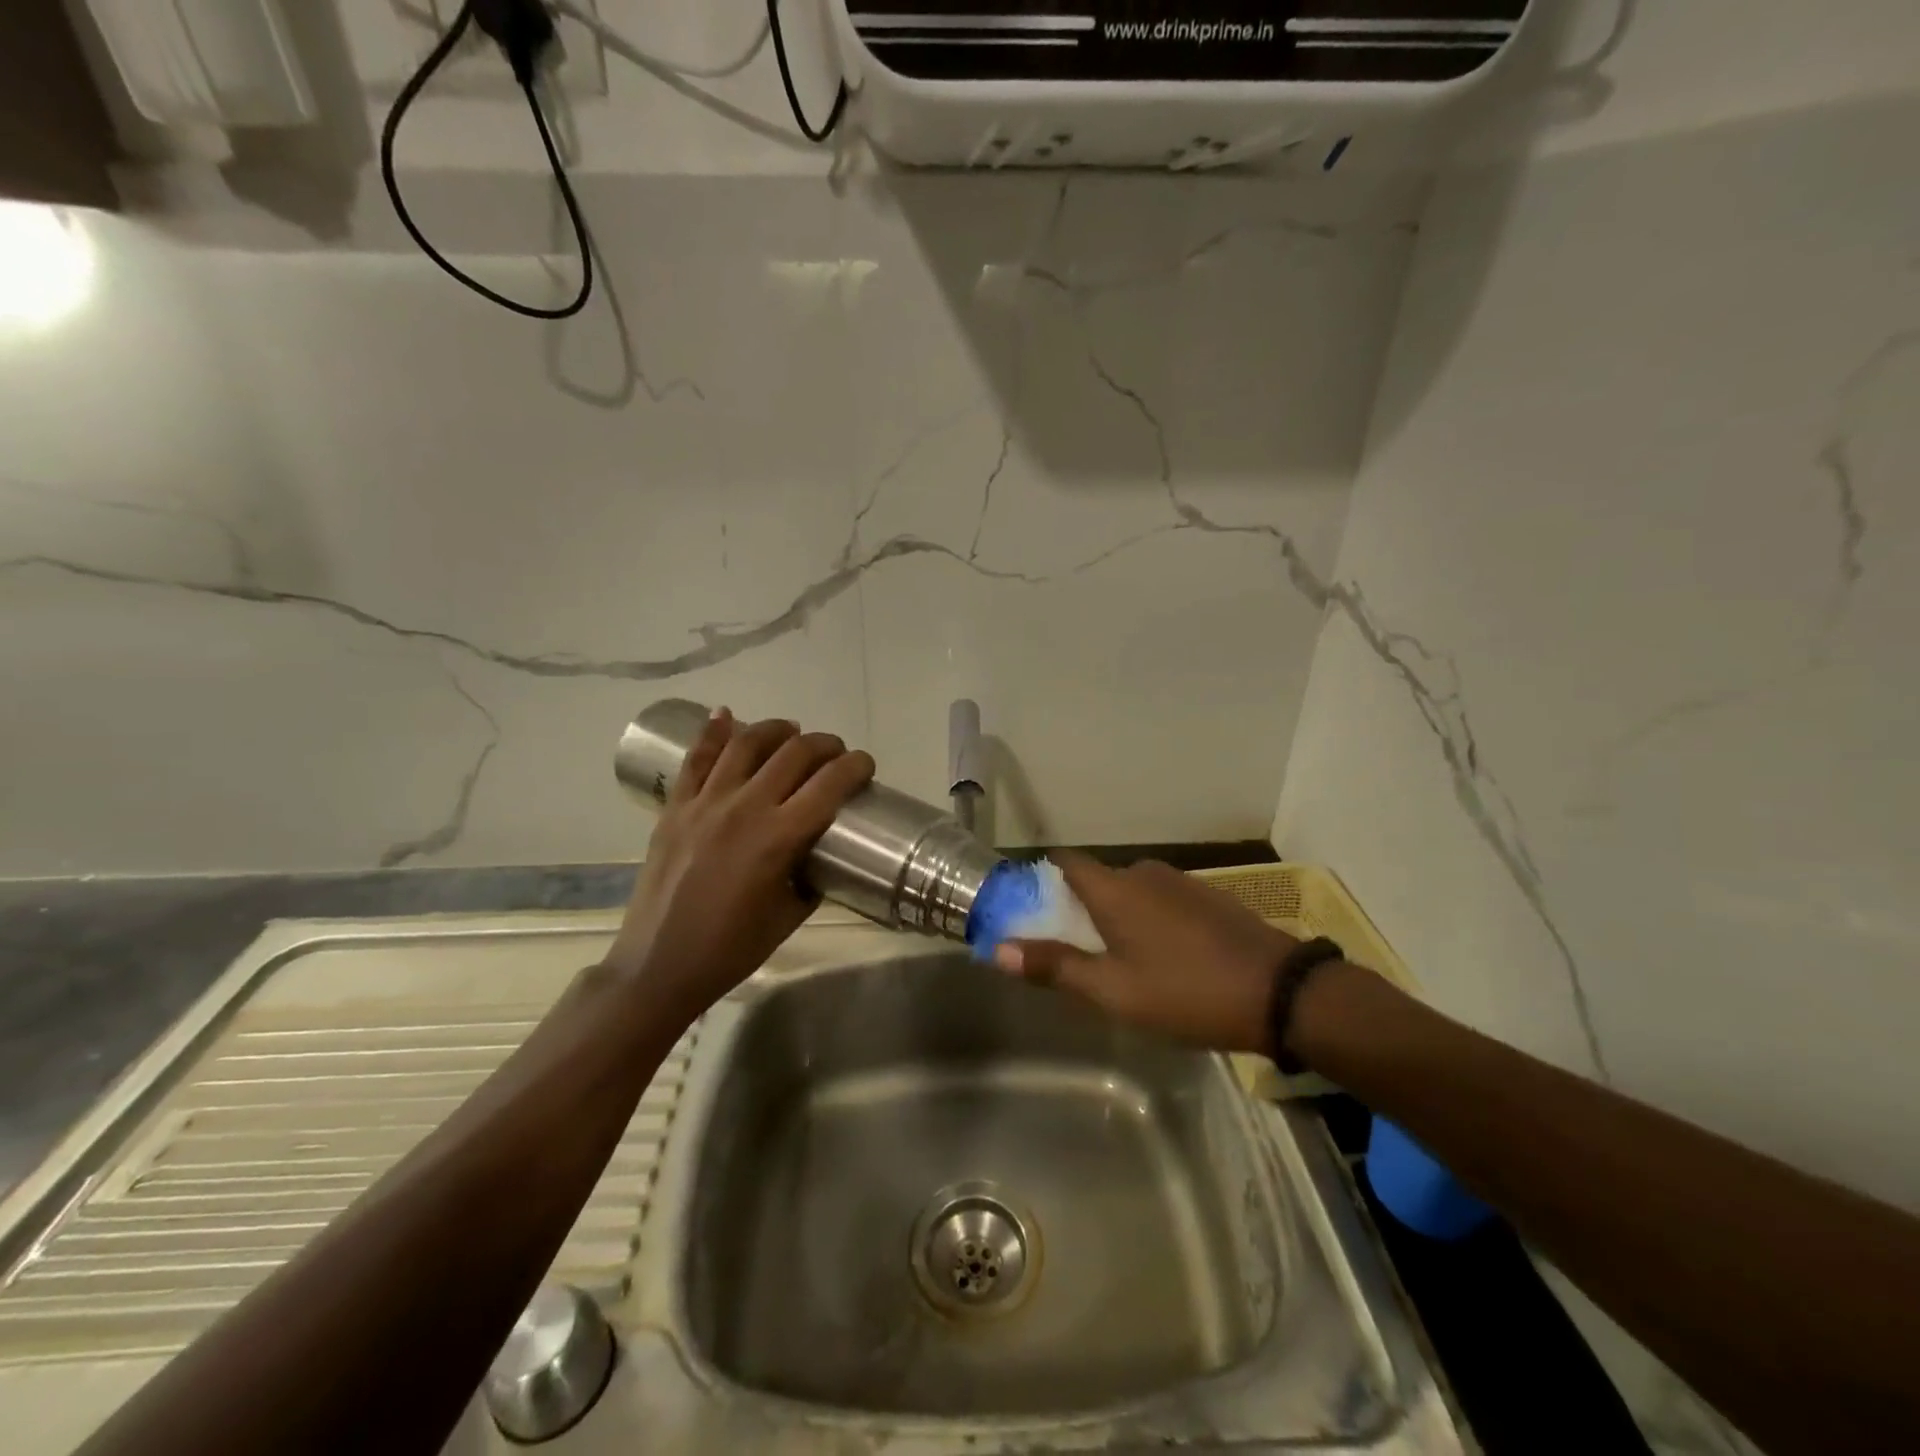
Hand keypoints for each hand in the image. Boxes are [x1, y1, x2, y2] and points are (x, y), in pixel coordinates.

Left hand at [604, 708, 874, 1015]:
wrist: (659, 965)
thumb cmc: (732, 949)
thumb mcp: (790, 915)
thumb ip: (810, 875)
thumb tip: (817, 852)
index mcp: (778, 838)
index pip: (829, 784)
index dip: (855, 766)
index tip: (865, 765)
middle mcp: (745, 808)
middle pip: (793, 754)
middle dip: (824, 745)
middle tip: (835, 752)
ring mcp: (705, 803)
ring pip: (745, 744)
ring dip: (776, 730)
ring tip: (791, 731)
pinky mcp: (675, 808)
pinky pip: (696, 759)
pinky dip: (712, 732)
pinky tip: (724, 714)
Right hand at [995, 853, 1297, 1054]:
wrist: (1282, 993)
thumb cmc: (1186, 991)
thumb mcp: (1113, 991)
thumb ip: (1056, 967)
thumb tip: (999, 949)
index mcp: (1114, 888)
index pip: (1063, 862)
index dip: (1040, 880)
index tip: (1027, 909)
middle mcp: (1144, 873)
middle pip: (1096, 881)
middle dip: (1078, 909)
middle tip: (1071, 952)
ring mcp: (1181, 883)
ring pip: (1130, 893)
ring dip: (1115, 917)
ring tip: (1116, 961)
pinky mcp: (1209, 898)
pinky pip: (1161, 902)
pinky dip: (1148, 920)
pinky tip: (1161, 958)